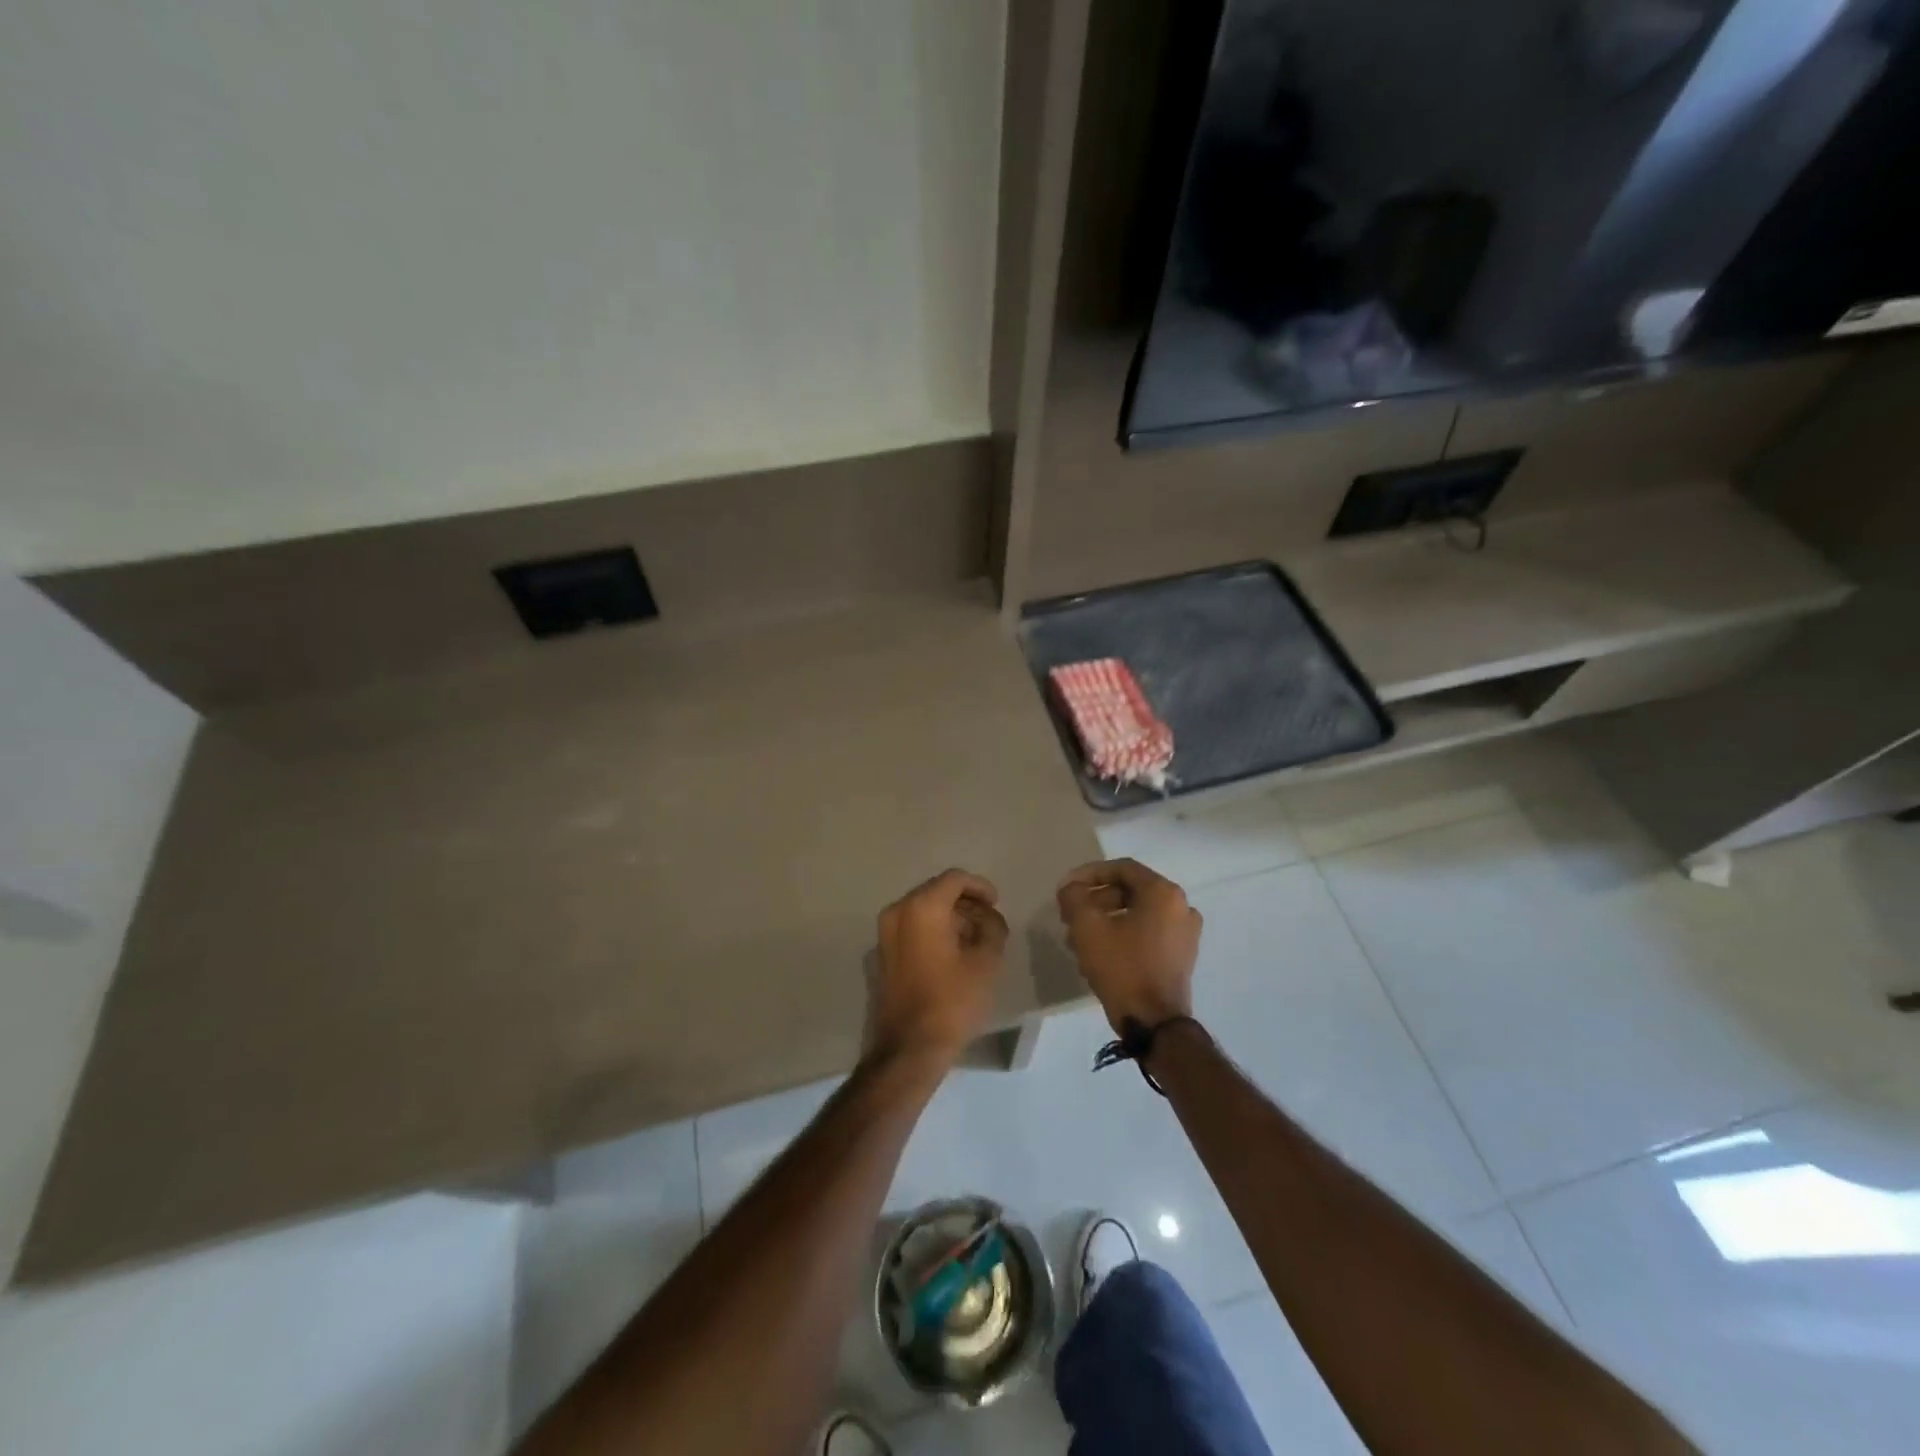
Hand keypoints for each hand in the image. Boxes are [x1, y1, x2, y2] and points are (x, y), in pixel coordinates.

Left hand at [869, 869, 1008, 1066]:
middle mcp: (897, 911)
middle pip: (936, 891)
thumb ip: (993, 927)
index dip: (980, 887)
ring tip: (974, 940)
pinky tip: (952, 953)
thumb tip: (987, 917)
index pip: (955, 878)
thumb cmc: (952, 1001)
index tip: (996, 904)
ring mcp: (885, 933)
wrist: (909, 1047)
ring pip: (923, 909)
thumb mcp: (987, 961)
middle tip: (988, 923)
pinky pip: (911, 928)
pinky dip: (932, 930)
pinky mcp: (882, 953)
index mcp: (922, 907)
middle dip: (965, 903)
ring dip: (949, 917)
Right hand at [1056, 858, 1201, 1032]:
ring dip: (1106, 919)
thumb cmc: (1122, 968)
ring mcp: (1185, 933)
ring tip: (1078, 937)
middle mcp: (1181, 907)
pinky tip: (1099, 952)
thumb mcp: (1088, 928)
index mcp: (1163, 893)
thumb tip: (1070, 888)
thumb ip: (1074, 898)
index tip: (1066, 888)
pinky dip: (1123, 934)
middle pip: (1130, 891)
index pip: (1122, 869)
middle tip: (1070, 915)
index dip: (1089, 874)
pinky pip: (1148, 933)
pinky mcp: (1182, 957)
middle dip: (1095, 900)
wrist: (1155, 1024)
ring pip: (1137, 914)